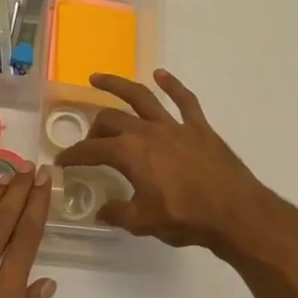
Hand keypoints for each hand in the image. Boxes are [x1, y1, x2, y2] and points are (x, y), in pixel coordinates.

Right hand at [55, 69, 287, 257]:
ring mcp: (174, 125)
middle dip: (95, 128)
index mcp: (130, 154)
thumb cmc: (186, 218)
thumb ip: (118, 213)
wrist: (235, 213)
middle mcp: (147, 131)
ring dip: (117, 84)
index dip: (73, 156)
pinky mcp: (199, 127)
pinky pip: (184, 100)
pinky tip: (160, 74)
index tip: (62, 161)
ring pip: (141, 96)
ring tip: (98, 78)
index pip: (91, 150)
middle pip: (111, 120)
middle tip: (91, 141)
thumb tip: (101, 210)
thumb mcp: (144, 222)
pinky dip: (172, 84)